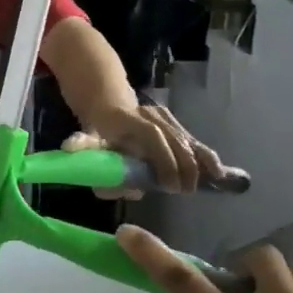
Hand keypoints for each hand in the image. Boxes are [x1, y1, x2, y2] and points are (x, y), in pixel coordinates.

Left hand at [67, 100, 226, 194]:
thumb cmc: (98, 128)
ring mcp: (165, 117)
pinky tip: (220, 172)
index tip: (169, 185)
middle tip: (185, 191)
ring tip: (211, 181)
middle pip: (174, 139)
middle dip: (183, 166)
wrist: (108, 101)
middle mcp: (151, 115)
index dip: (164, 159)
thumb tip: (72, 147)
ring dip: (199, 161)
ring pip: (186, 138)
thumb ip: (83, 145)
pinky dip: (205, 155)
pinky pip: (192, 140)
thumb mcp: (86, 136)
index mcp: (129, 119)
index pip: (152, 135)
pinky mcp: (174, 122)